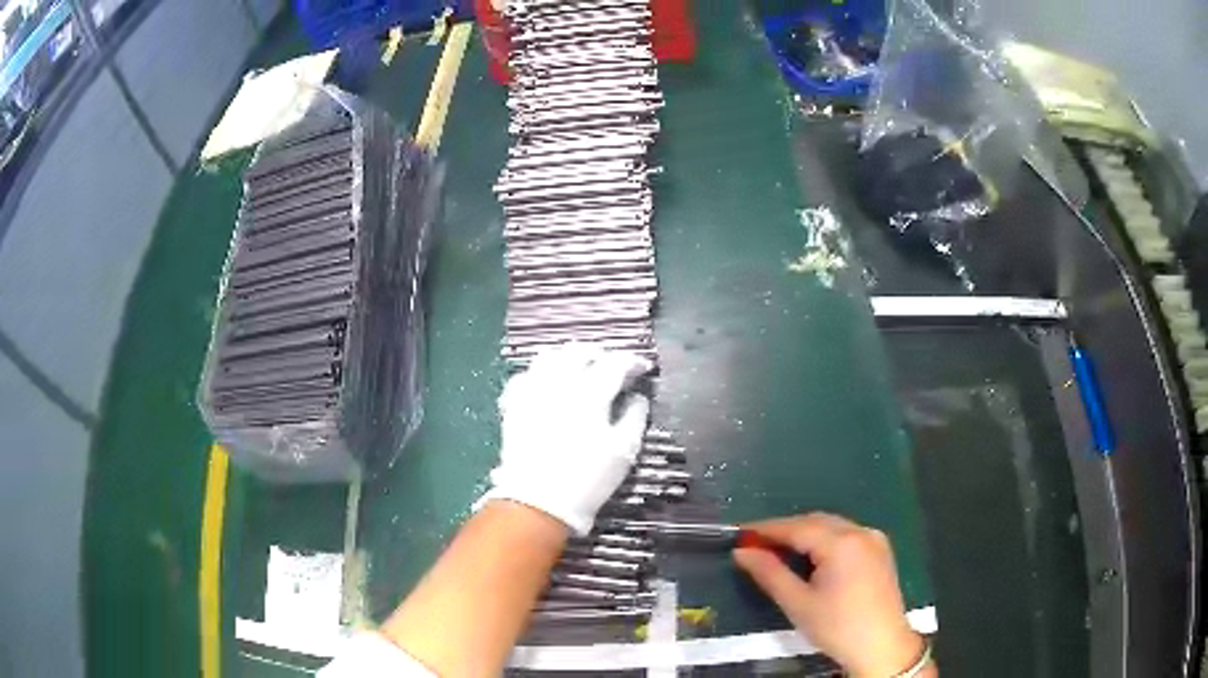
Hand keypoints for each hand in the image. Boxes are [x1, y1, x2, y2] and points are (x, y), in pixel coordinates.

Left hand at [483, 344, 651, 535]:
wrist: (538, 502)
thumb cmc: (588, 479)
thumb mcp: (624, 451)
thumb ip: (635, 417)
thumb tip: (638, 396)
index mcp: (590, 394)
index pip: (614, 363)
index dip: (632, 361)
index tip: (642, 368)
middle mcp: (559, 384)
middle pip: (579, 351)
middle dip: (600, 354)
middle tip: (612, 367)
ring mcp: (532, 392)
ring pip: (548, 356)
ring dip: (568, 357)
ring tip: (580, 369)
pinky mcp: (514, 405)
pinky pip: (525, 376)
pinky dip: (541, 374)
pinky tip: (549, 386)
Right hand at [733, 513, 926, 677]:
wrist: (882, 645)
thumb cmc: (836, 627)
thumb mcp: (798, 603)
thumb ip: (770, 574)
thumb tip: (742, 552)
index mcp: (842, 543)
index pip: (797, 527)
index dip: (767, 528)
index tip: (740, 533)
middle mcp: (860, 532)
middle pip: (816, 521)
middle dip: (786, 529)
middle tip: (756, 544)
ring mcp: (874, 539)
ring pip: (832, 526)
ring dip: (805, 533)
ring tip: (779, 550)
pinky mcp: (881, 550)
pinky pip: (847, 534)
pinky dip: (825, 539)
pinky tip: (812, 556)